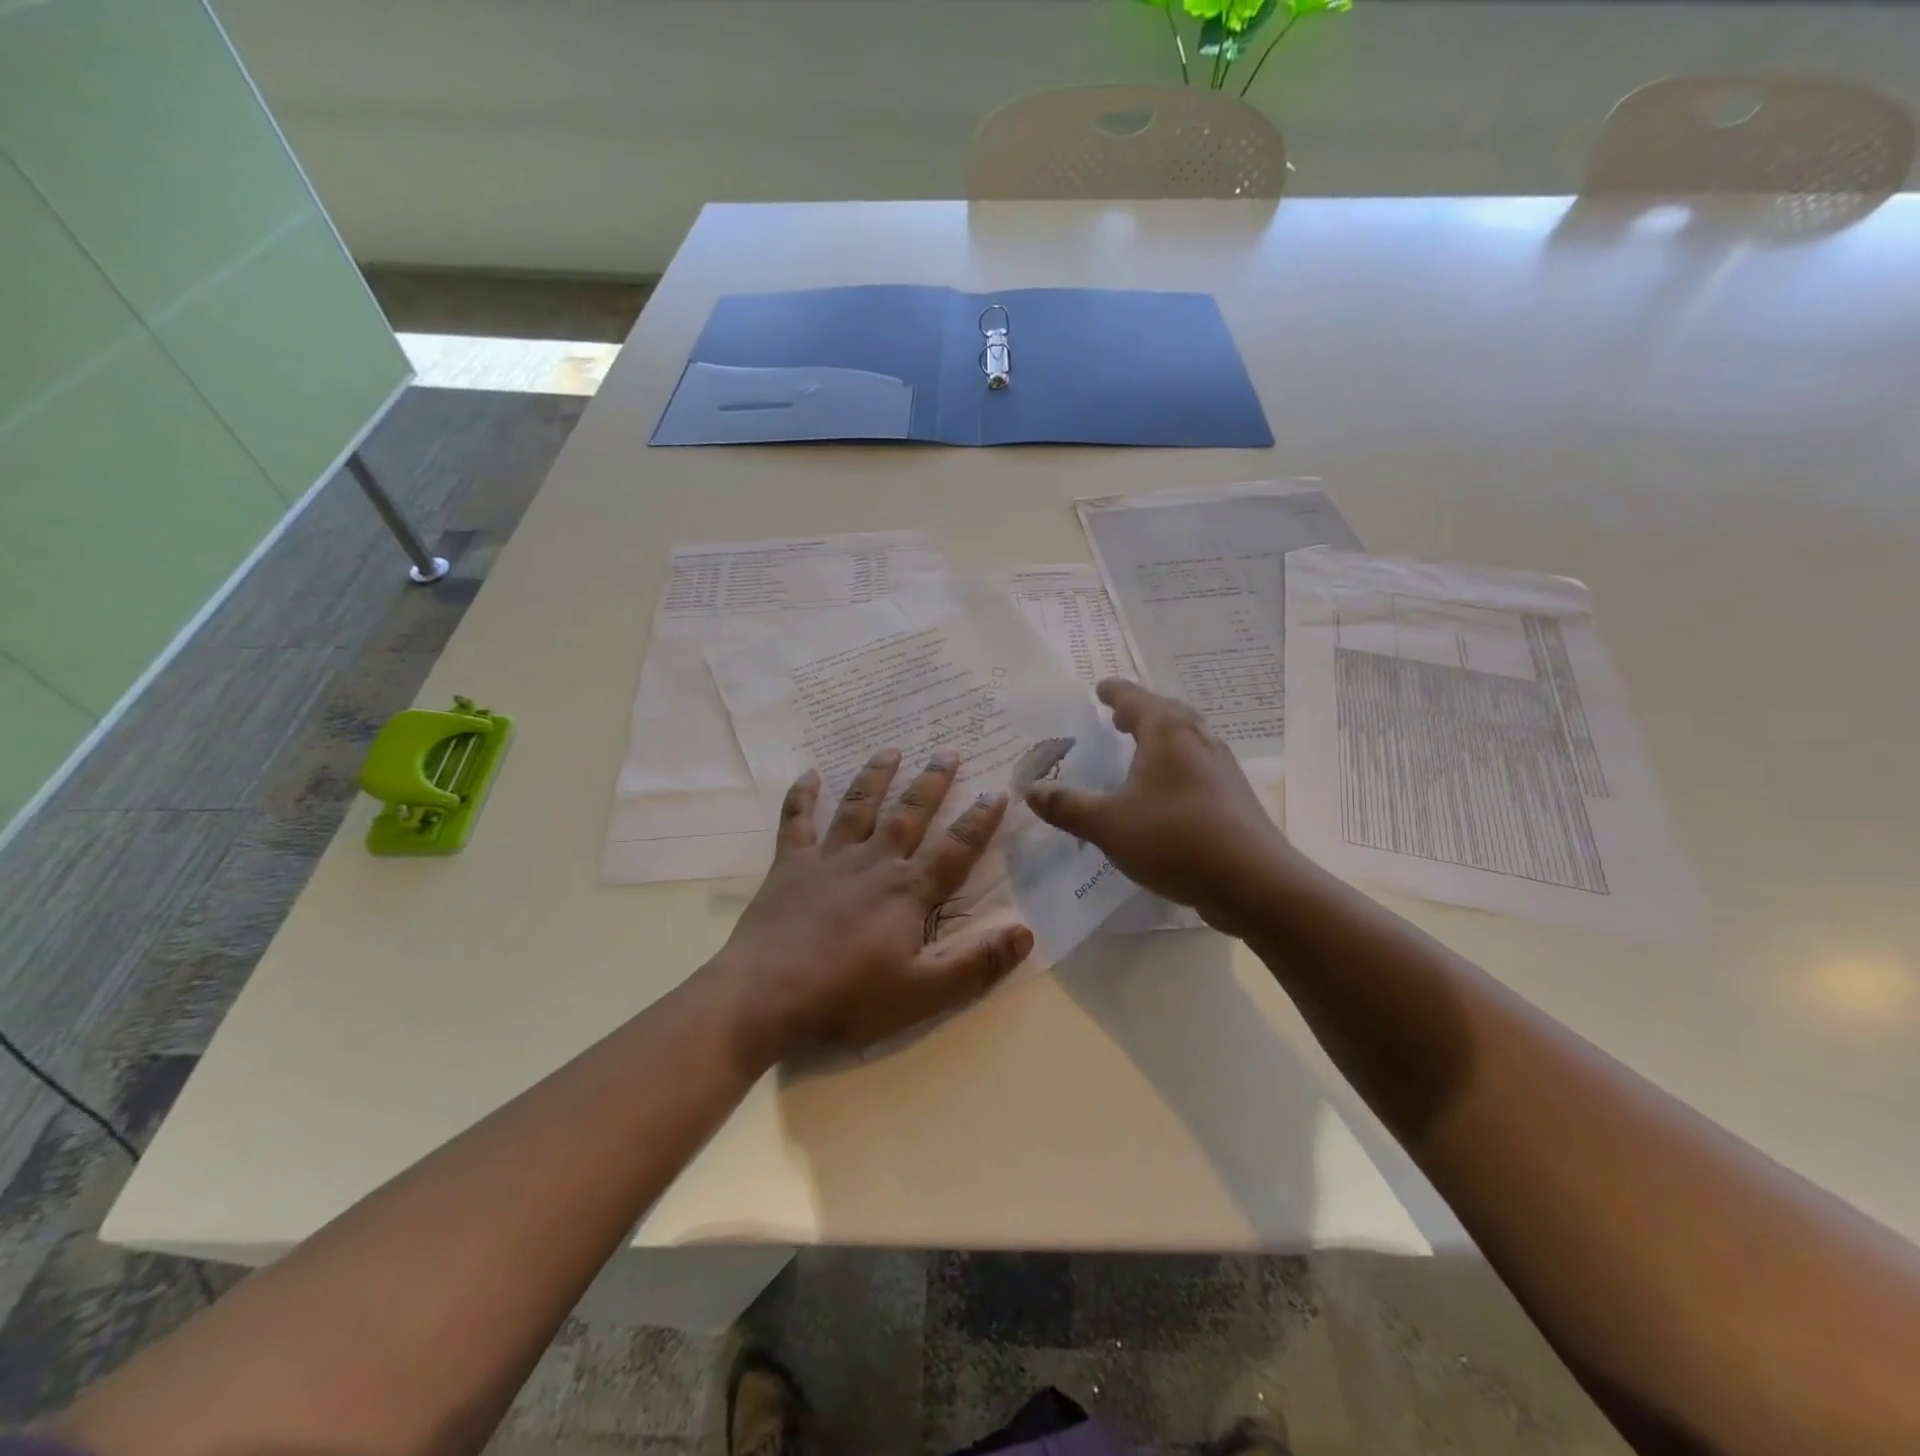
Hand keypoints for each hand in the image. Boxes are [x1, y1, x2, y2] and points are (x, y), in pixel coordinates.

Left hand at [715, 748, 1033, 1065]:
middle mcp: (873, 862)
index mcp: (908, 890)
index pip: (955, 848)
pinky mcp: (790, 865)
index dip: (980, 821)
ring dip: (876, 777)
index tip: (998, 792)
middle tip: (948, 751)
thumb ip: (976, 964)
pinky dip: (802, 796)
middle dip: (932, 783)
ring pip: (859, 807)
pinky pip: (797, 821)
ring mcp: (829, 859)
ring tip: (891, 750)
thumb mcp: (923, 993)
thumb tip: (1025, 933)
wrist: (766, 995)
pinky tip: (809, 774)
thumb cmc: (848, 997)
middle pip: (910, 814)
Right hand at [1022, 678, 1299, 935]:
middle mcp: (1198, 740)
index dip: (1114, 692)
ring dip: (1161, 736)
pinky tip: (1166, 791)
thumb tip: (1029, 790)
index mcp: (1166, 734)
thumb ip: (1067, 806)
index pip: (1135, 699)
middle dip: (1140, 711)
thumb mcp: (1108, 825)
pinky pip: (1198, 764)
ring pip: (1187, 738)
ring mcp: (1221, 767)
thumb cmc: (1175, 840)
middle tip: (1116, 717)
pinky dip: (1176, 763)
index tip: (1100, 687)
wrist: (1253, 881)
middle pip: (1167, 712)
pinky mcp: (1233, 795)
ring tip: (1140, 750)